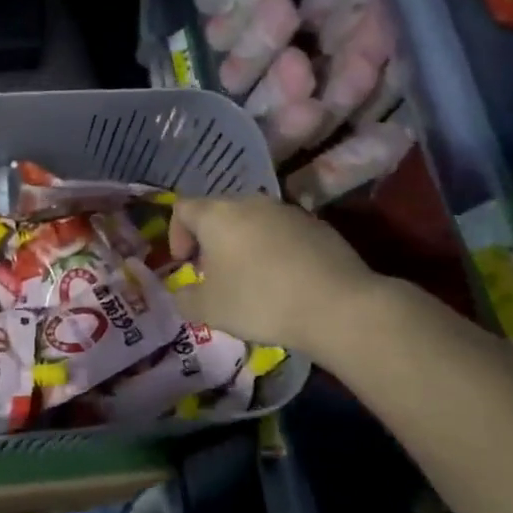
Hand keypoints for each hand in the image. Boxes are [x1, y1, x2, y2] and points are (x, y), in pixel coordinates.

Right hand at [168, 195, 376, 350]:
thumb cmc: (260, 301)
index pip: (183, 208)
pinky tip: (285, 281)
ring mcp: (287, 210)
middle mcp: (250, 202)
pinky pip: (283, 233)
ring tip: (251, 279)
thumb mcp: (209, 310)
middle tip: (215, 274)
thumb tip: (182, 293)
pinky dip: (275, 250)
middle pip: (219, 212)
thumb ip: (185, 299)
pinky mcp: (317, 224)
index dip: (176, 234)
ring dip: (244, 244)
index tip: (184, 264)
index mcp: (217, 214)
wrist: (337, 305)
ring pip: (253, 221)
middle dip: (211, 241)